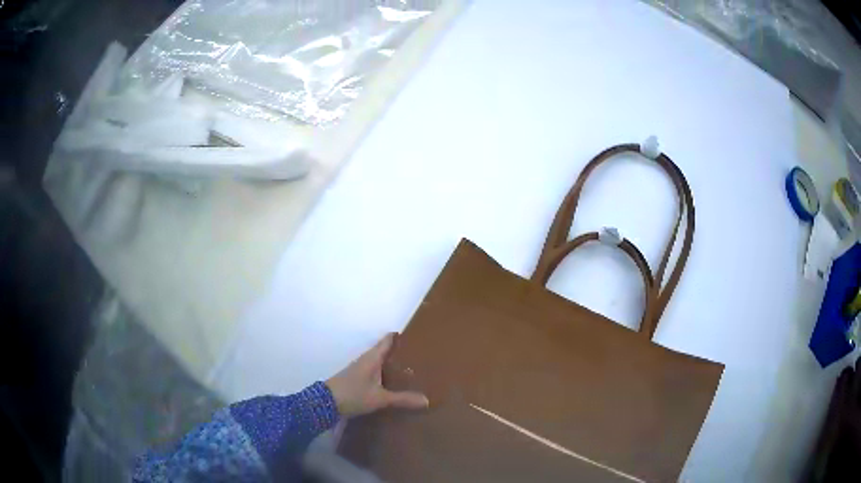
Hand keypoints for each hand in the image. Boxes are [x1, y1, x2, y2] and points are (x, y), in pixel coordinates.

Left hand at [326, 333, 428, 417]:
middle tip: (417, 353)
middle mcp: (366, 359)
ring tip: (408, 367)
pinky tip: (391, 381)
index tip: (414, 333)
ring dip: (390, 362)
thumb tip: (427, 400)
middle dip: (398, 351)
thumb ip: (402, 399)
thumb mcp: (380, 398)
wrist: (326, 402)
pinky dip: (384, 372)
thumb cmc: (354, 394)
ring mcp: (359, 369)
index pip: (387, 341)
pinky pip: (374, 370)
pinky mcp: (356, 378)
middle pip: (384, 350)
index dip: (398, 336)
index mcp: (372, 358)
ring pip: (379, 361)